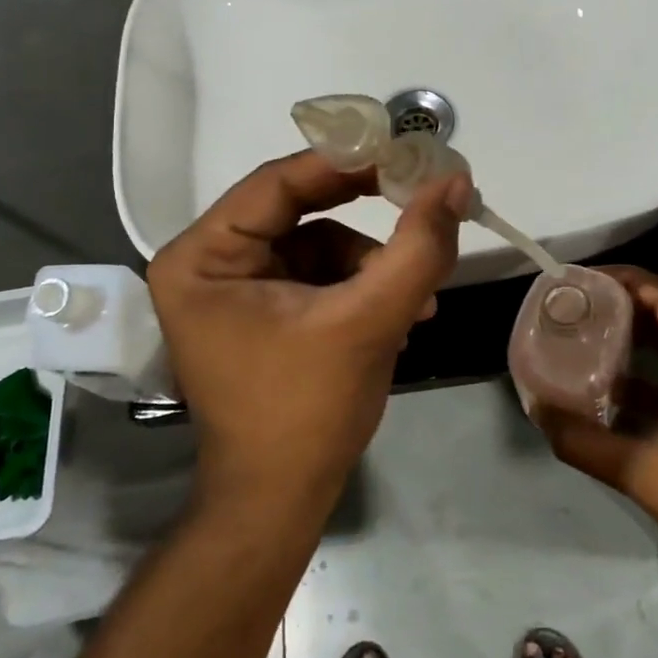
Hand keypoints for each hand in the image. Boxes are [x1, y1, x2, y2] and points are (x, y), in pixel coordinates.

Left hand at [147, 150, 470, 508]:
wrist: (281, 504)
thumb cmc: (306, 412)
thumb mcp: (368, 321)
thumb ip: (416, 247)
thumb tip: (455, 180)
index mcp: (202, 256)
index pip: (279, 182)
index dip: (348, 162)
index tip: (409, 153)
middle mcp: (208, 262)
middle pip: (299, 209)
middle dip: (366, 218)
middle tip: (422, 203)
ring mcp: (235, 287)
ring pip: (317, 243)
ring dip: (372, 264)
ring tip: (418, 301)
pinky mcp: (262, 310)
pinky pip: (318, 275)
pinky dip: (361, 287)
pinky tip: (401, 317)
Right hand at [534, 266, 657, 553]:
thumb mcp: (635, 468)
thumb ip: (581, 440)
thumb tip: (538, 412)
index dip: (634, 280)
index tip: (593, 280)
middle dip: (634, 300)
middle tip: (590, 302)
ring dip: (642, 333)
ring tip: (596, 333)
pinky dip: (649, 370)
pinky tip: (615, 388)